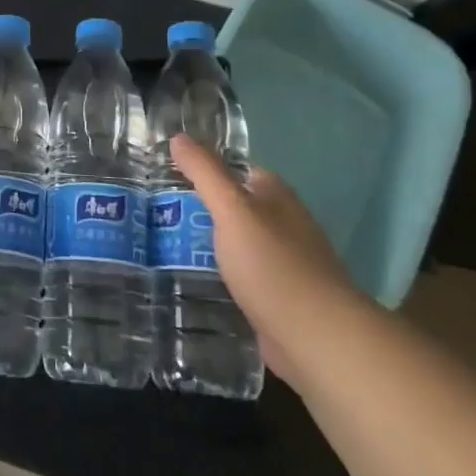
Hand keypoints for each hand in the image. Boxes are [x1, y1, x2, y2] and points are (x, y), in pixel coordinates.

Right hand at [171, 133, 359, 383]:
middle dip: (203, 210)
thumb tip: (179, 136)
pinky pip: (243, 279)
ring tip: (164, 247)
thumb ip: (205, 173)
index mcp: (276, 196)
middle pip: (237, 208)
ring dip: (210, 246)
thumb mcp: (232, 210)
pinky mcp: (280, 300)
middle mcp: (285, 224)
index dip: (205, 171)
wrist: (317, 339)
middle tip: (158, 214)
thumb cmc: (273, 266)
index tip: (168, 177)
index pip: (237, 171)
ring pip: (239, 245)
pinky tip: (195, 283)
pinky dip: (222, 278)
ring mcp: (285, 264)